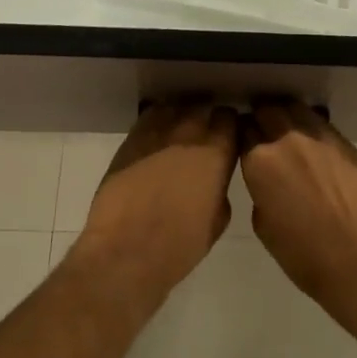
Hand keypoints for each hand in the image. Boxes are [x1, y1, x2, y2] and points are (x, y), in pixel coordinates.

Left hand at [75, 101, 238, 303]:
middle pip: (203, 108)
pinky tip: (156, 139)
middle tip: (203, 139)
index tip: (227, 138)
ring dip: (181, 117)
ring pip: (176, 107)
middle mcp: (189, 132)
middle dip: (206, 119)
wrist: (126, 250)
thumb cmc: (179, 245)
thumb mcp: (217, 220)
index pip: (230, 118)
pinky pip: (150, 117)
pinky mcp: (132, 138)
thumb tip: (214, 178)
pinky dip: (157, 122)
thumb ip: (220, 188)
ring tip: (178, 135)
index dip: (229, 127)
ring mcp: (158, 131)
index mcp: (217, 152)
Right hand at [237, 101, 356, 324]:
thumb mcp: (263, 224)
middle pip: (267, 110)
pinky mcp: (343, 142)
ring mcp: (318, 136)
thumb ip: (260, 190)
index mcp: (259, 161)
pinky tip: (312, 142)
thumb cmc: (303, 253)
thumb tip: (267, 180)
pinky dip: (311, 125)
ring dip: (286, 115)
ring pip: (295, 108)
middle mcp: (286, 139)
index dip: (242, 136)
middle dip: (261, 118)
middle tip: (263, 132)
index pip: (242, 131)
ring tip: (287, 130)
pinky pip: (320, 122)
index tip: (244, 143)